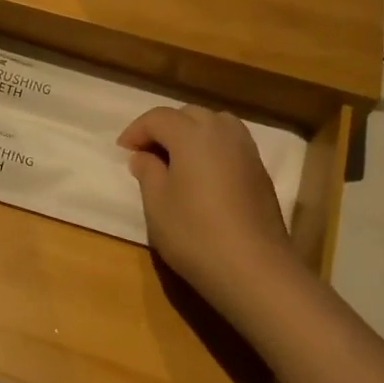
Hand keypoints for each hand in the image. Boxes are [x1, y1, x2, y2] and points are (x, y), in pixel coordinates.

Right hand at [119, 105, 299, 317]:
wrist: (253, 267)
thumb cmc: (194, 233)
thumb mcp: (157, 203)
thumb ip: (148, 172)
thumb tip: (144, 157)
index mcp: (192, 134)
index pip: (158, 118)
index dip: (136, 131)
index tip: (123, 151)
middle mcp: (222, 132)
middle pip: (189, 115)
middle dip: (165, 128)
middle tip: (147, 154)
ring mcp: (246, 151)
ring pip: (215, 125)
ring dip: (192, 134)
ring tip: (176, 159)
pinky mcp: (260, 171)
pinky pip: (231, 144)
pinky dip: (212, 148)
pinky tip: (203, 175)